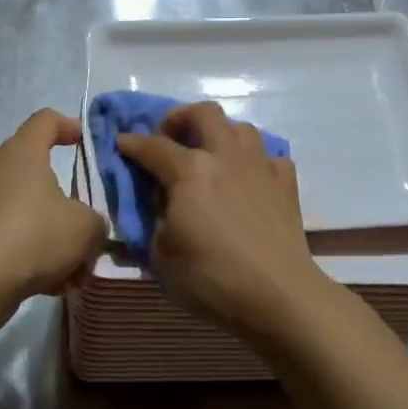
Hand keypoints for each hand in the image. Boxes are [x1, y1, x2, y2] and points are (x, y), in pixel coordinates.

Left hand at [0, 109, 105, 320]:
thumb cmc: (31, 237)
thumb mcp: (85, 228)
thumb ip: (96, 221)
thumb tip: (89, 226)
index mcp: (20, 153)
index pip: (45, 120)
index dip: (69, 126)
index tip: (86, 143)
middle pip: (33, 172)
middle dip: (63, 200)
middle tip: (84, 226)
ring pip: (20, 210)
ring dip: (46, 233)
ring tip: (70, 269)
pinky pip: (2, 236)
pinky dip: (24, 254)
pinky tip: (45, 284)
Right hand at [115, 102, 336, 346]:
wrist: (277, 295)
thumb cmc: (211, 278)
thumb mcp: (161, 255)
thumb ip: (155, 219)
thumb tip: (161, 201)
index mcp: (189, 171)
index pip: (152, 145)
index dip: (132, 143)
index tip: (121, 143)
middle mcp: (225, 156)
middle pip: (203, 113)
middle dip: (179, 118)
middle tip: (169, 139)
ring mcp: (260, 166)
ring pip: (241, 127)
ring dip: (220, 134)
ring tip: (211, 156)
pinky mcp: (286, 184)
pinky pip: (269, 157)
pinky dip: (255, 162)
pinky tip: (248, 180)